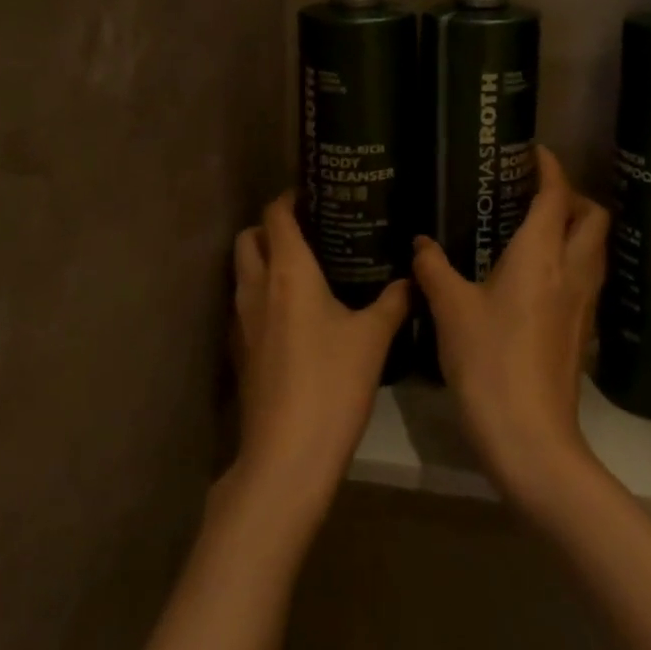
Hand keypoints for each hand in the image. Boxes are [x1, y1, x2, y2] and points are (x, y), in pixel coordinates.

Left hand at [225, 194, 407, 531]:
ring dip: (262, 259)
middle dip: (270, 226)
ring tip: (303, 267)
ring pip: (242, 271)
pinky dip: (261, 294)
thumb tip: (411, 278)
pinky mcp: (239, 350)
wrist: (286, 455)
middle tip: (309, 230)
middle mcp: (256, 287)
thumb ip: (393, 301)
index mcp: (288, 272)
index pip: (276, 215)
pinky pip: (245, 304)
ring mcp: (241, 321)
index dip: (290, 198)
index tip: (315, 194)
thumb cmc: (332, 383)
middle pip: (249, 237)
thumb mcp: (373, 338)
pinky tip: (292, 313)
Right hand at [412, 147, 611, 513]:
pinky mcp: (582, 331)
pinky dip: (572, 261)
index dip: (550, 168)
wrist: (531, 438)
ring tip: (536, 228)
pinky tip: (537, 276)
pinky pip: (587, 277)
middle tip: (535, 194)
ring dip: (576, 228)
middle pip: (594, 217)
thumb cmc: (489, 361)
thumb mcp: (451, 310)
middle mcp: (572, 270)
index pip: (557, 195)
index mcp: (542, 255)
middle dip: (573, 196)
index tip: (533, 152)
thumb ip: (434, 270)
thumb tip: (421, 243)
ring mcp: (583, 303)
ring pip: (595, 248)